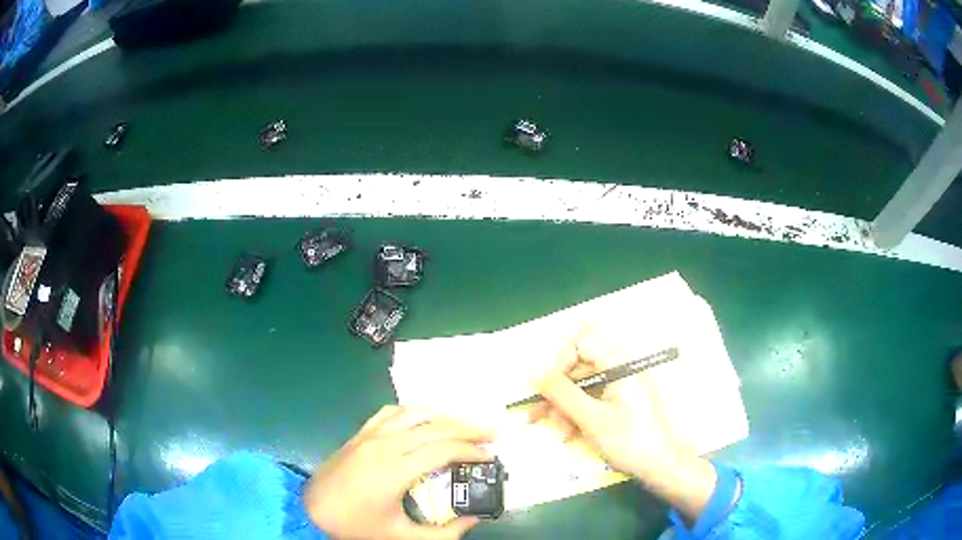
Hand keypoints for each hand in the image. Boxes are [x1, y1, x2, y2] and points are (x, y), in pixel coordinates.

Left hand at [303, 406, 492, 539]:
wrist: (311, 511)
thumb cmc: (356, 526)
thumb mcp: (402, 537)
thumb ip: (444, 533)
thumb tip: (473, 518)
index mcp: (394, 469)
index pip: (443, 448)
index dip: (472, 450)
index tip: (491, 456)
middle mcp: (384, 444)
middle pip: (434, 425)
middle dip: (468, 427)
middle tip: (493, 432)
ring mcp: (369, 435)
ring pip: (414, 412)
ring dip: (444, 415)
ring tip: (466, 424)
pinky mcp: (359, 434)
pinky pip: (391, 412)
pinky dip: (414, 411)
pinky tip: (425, 419)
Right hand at [529, 327, 717, 519]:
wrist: (664, 466)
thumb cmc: (631, 441)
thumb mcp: (592, 418)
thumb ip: (561, 392)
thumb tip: (533, 371)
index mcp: (618, 363)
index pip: (580, 342)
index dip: (558, 362)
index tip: (544, 389)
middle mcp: (620, 368)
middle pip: (578, 366)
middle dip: (557, 391)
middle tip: (537, 416)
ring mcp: (621, 386)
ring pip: (582, 386)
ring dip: (564, 407)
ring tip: (558, 433)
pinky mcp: (621, 402)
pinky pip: (592, 399)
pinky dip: (577, 414)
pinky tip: (569, 434)